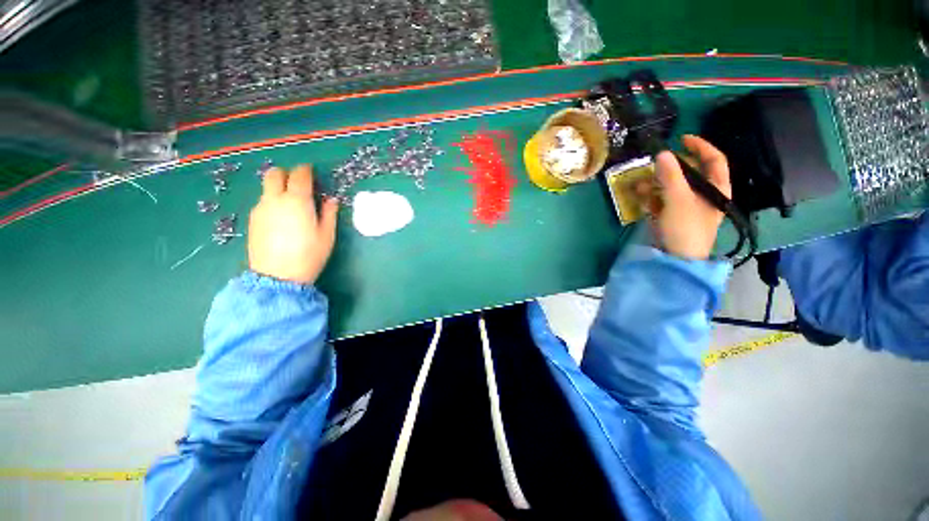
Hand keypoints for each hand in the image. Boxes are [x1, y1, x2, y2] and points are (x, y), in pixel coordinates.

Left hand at [248, 165, 338, 283]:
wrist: (277, 276)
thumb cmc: (309, 254)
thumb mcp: (327, 235)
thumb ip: (329, 213)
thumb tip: (331, 200)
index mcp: (297, 201)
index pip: (300, 175)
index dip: (306, 171)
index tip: (312, 173)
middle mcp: (275, 199)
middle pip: (275, 174)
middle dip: (287, 174)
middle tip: (298, 184)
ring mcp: (260, 209)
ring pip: (267, 188)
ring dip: (278, 189)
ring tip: (291, 205)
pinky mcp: (252, 220)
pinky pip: (263, 202)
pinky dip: (272, 202)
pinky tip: (280, 219)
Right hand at [639, 135, 730, 259]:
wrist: (677, 258)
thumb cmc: (686, 227)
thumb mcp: (679, 199)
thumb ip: (671, 175)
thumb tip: (662, 153)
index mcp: (716, 187)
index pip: (714, 159)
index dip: (700, 146)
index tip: (681, 138)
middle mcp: (703, 193)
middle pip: (689, 172)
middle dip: (669, 167)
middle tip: (653, 165)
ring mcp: (686, 205)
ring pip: (671, 185)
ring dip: (655, 182)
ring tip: (640, 184)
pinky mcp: (671, 214)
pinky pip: (661, 198)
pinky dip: (651, 195)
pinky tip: (640, 196)